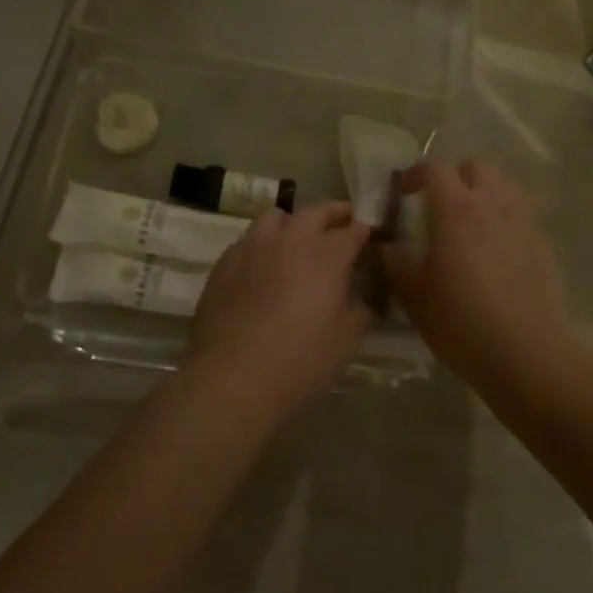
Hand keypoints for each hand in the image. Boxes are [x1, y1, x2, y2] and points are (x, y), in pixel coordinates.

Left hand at [183, 202, 373, 424]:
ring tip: (297, 238)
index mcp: (325, 256)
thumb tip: (359, 302)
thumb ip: (357, 314)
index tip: (368, 235)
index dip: (363, 232)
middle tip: (342, 219)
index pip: (352, 232)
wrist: (230, 380)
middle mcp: (290, 240)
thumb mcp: (345, 344)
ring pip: (275, 218)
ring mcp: (253, 247)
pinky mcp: (224, 263)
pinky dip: (262, 244)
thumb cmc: (298, 364)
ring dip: (292, 223)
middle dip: (333, 213)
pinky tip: (262, 265)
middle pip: (315, 212)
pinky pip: (248, 240)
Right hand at [379, 158, 579, 386]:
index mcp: (455, 210)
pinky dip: (509, 219)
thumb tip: (385, 245)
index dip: (416, 173)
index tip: (404, 193)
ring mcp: (523, 222)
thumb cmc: (462, 323)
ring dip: (487, 191)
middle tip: (442, 202)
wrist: (527, 354)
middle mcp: (492, 204)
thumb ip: (395, 264)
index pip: (436, 167)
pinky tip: (500, 249)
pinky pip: (525, 215)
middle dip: (457, 175)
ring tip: (475, 219)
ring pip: (507, 185)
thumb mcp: (414, 297)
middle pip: (477, 165)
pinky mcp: (544, 244)